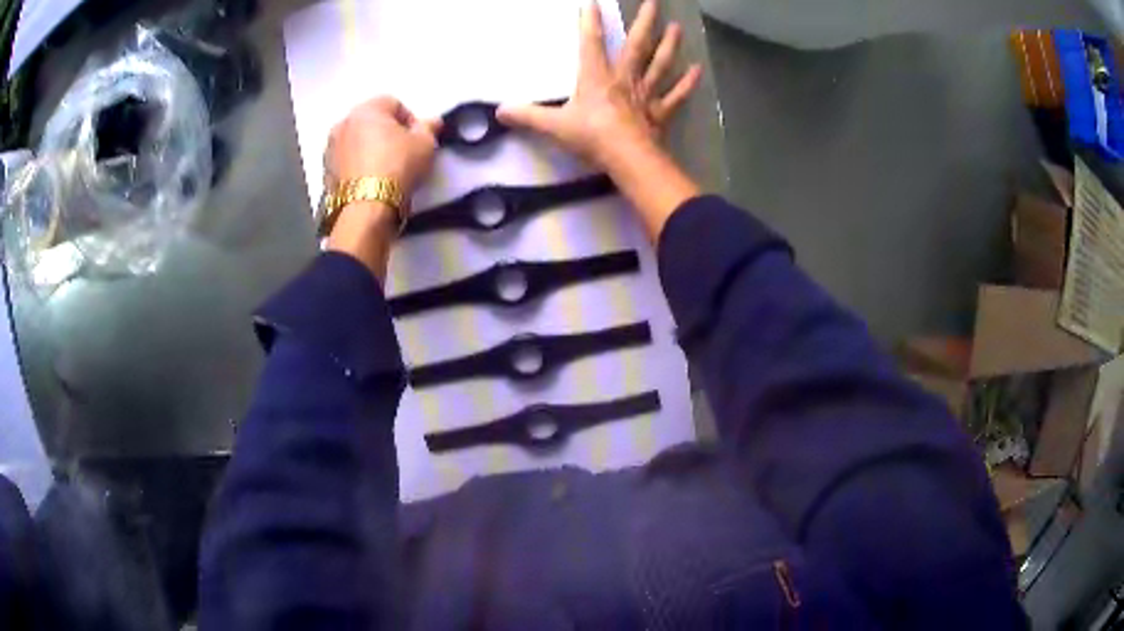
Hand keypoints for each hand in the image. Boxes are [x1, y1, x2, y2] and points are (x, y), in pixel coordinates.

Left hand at [325, 96, 440, 195]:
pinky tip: (370, 180)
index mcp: (367, 110)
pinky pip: (346, 160)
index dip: (409, 120)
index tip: (418, 138)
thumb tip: (432, 122)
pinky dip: (357, 165)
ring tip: (385, 168)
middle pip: (371, 121)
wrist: (367, 208)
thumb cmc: (397, 167)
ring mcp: (330, 148)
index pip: (393, 103)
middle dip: (386, 132)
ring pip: (356, 141)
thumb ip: (429, 127)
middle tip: (403, 152)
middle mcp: (344, 123)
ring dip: (369, 148)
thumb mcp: (425, 144)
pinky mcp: (325, 171)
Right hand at [497, 0, 700, 169]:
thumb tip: (499, 112)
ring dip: (669, 45)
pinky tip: (697, 70)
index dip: (590, 21)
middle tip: (654, 2)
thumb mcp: (554, 126)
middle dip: (644, 22)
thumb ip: (528, 116)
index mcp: (597, 77)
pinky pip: (676, 96)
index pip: (591, 42)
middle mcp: (625, 78)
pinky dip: (687, 84)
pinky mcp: (659, 112)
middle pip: (637, 45)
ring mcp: (645, 94)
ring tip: (677, 28)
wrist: (627, 159)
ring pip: (659, 64)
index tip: (593, 2)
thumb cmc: (592, 138)